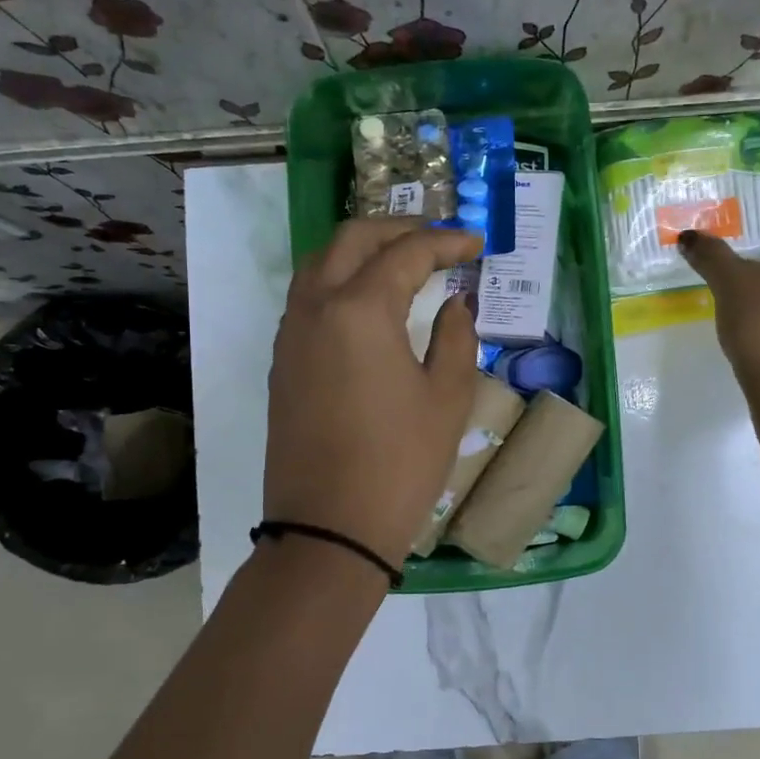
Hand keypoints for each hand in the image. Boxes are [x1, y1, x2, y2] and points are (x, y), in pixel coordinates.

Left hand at [265, 219, 483, 567]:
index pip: (406, 253)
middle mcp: (315, 308)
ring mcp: (291, 335)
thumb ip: (456, 338)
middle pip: (351, 240)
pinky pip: (307, 299)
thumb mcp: (448, 399)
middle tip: (437, 240)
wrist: (330, 528)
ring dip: (361, 251)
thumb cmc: (400, 463)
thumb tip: (455, 305)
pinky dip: (339, 281)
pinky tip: (368, 303)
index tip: (476, 243)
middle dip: (396, 230)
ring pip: (320, 264)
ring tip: (401, 262)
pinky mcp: (282, 363)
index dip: (446, 242)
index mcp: (359, 310)